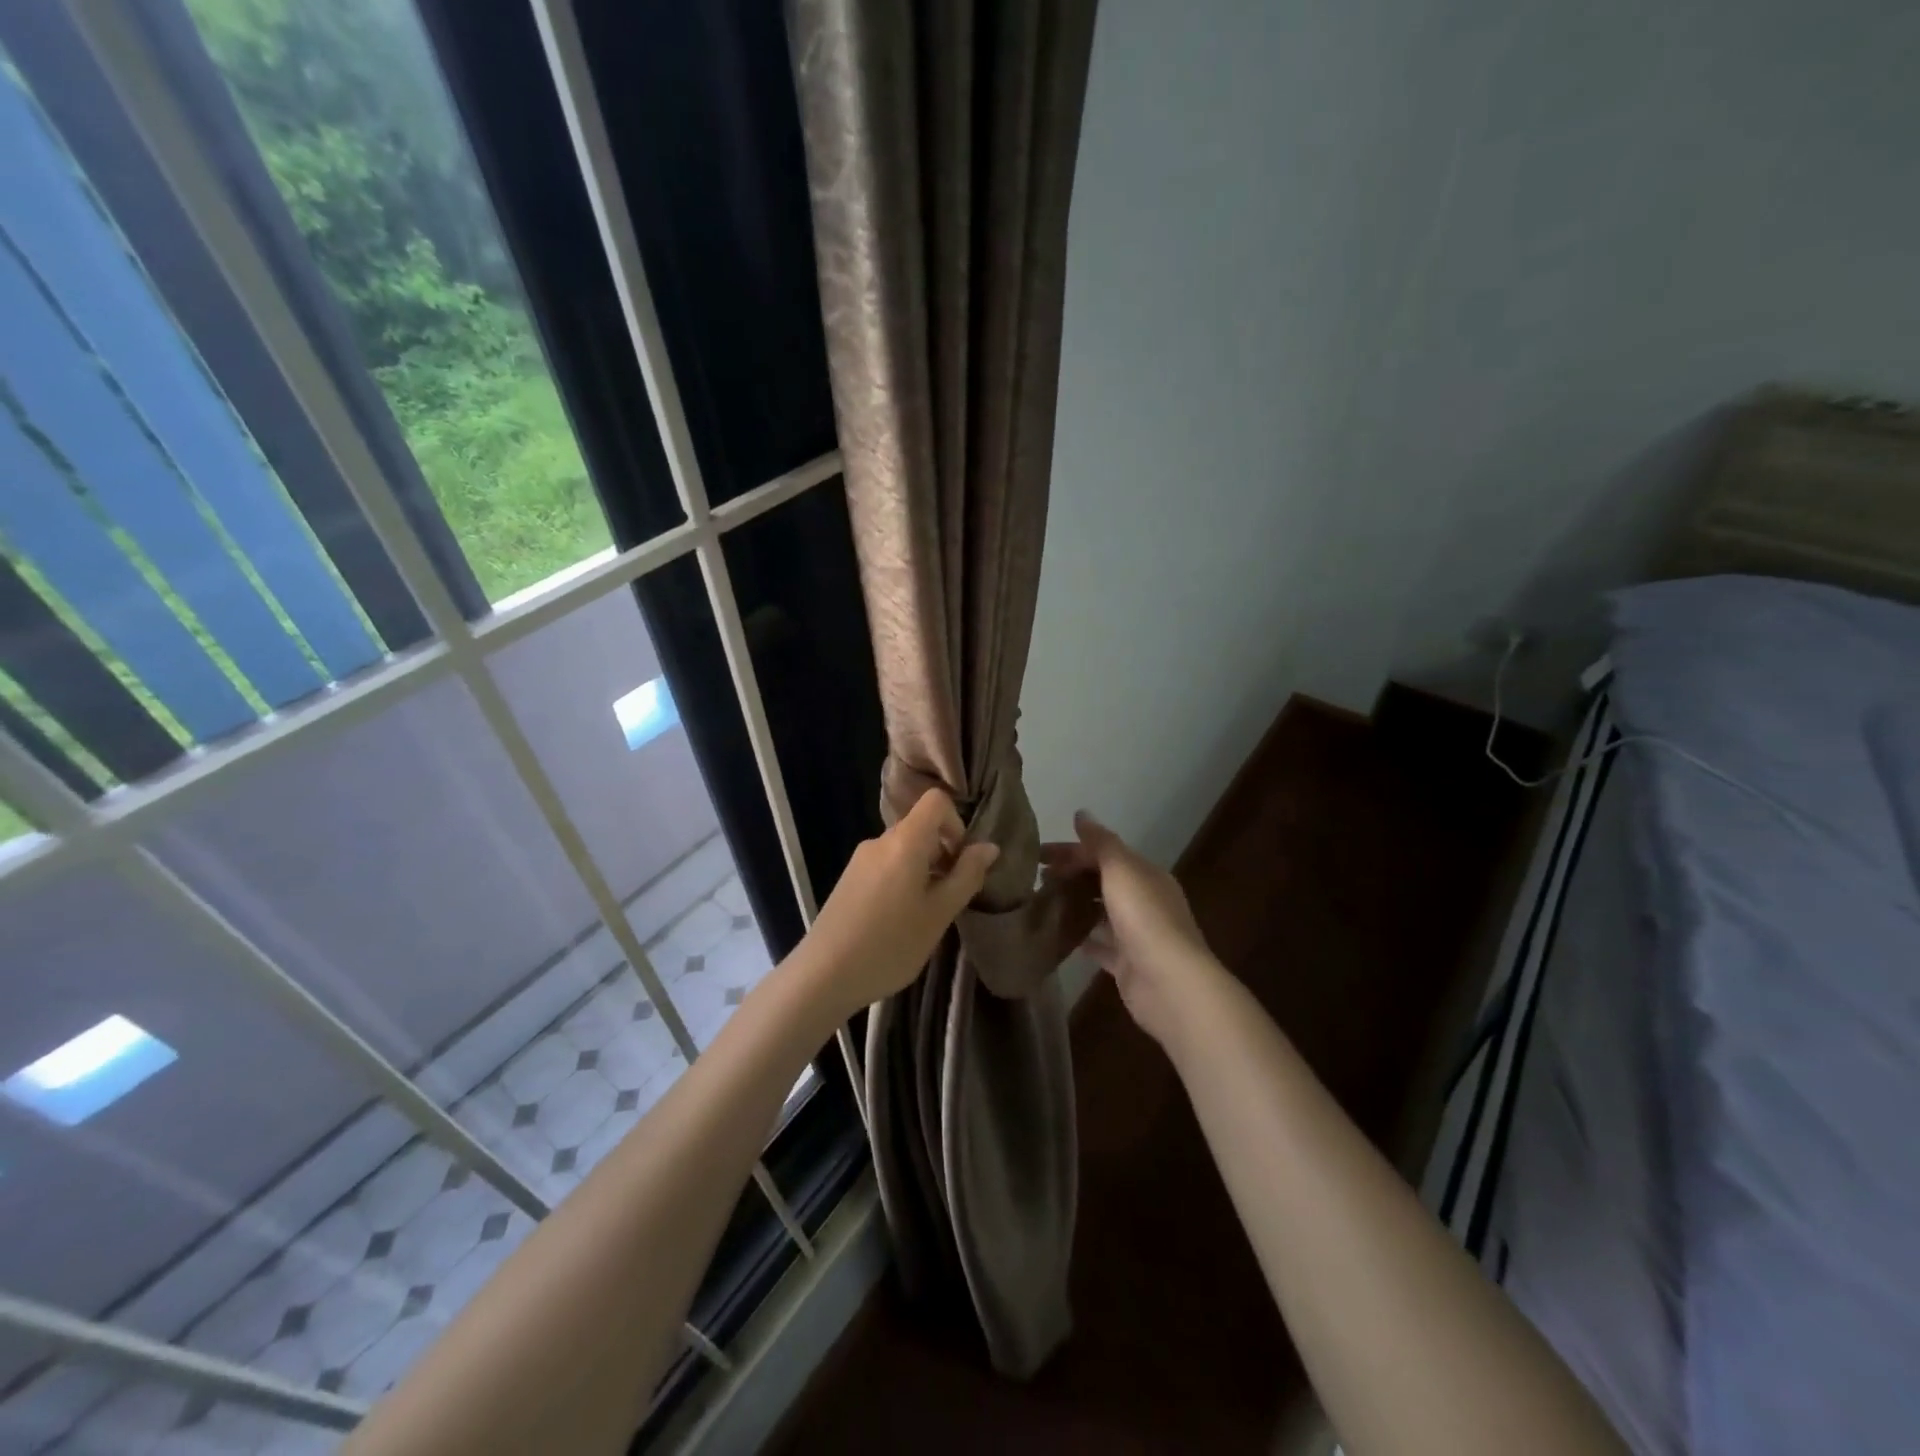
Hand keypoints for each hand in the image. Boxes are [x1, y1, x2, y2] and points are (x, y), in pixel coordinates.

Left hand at [794, 788, 998, 1021]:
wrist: (823, 975)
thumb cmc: (890, 945)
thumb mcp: (939, 914)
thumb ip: (966, 876)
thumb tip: (989, 847)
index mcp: (904, 842)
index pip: (935, 801)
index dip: (956, 824)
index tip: (959, 862)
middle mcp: (879, 841)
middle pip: (920, 827)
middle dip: (942, 853)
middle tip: (949, 897)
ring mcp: (860, 860)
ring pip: (903, 849)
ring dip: (923, 871)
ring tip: (924, 914)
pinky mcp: (848, 879)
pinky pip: (885, 865)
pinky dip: (902, 881)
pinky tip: (898, 921)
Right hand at [1042, 811, 1224, 1048]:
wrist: (1170, 983)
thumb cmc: (1144, 918)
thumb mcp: (1121, 869)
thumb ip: (1101, 842)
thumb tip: (1081, 813)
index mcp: (1145, 875)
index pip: (1104, 853)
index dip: (1071, 851)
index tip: (1036, 855)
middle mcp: (1143, 901)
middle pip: (1101, 881)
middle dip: (1070, 875)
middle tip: (1035, 879)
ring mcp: (1136, 935)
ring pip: (1100, 912)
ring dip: (1074, 905)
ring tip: (1039, 903)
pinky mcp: (1126, 964)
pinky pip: (1099, 945)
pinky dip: (1081, 938)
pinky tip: (1056, 936)